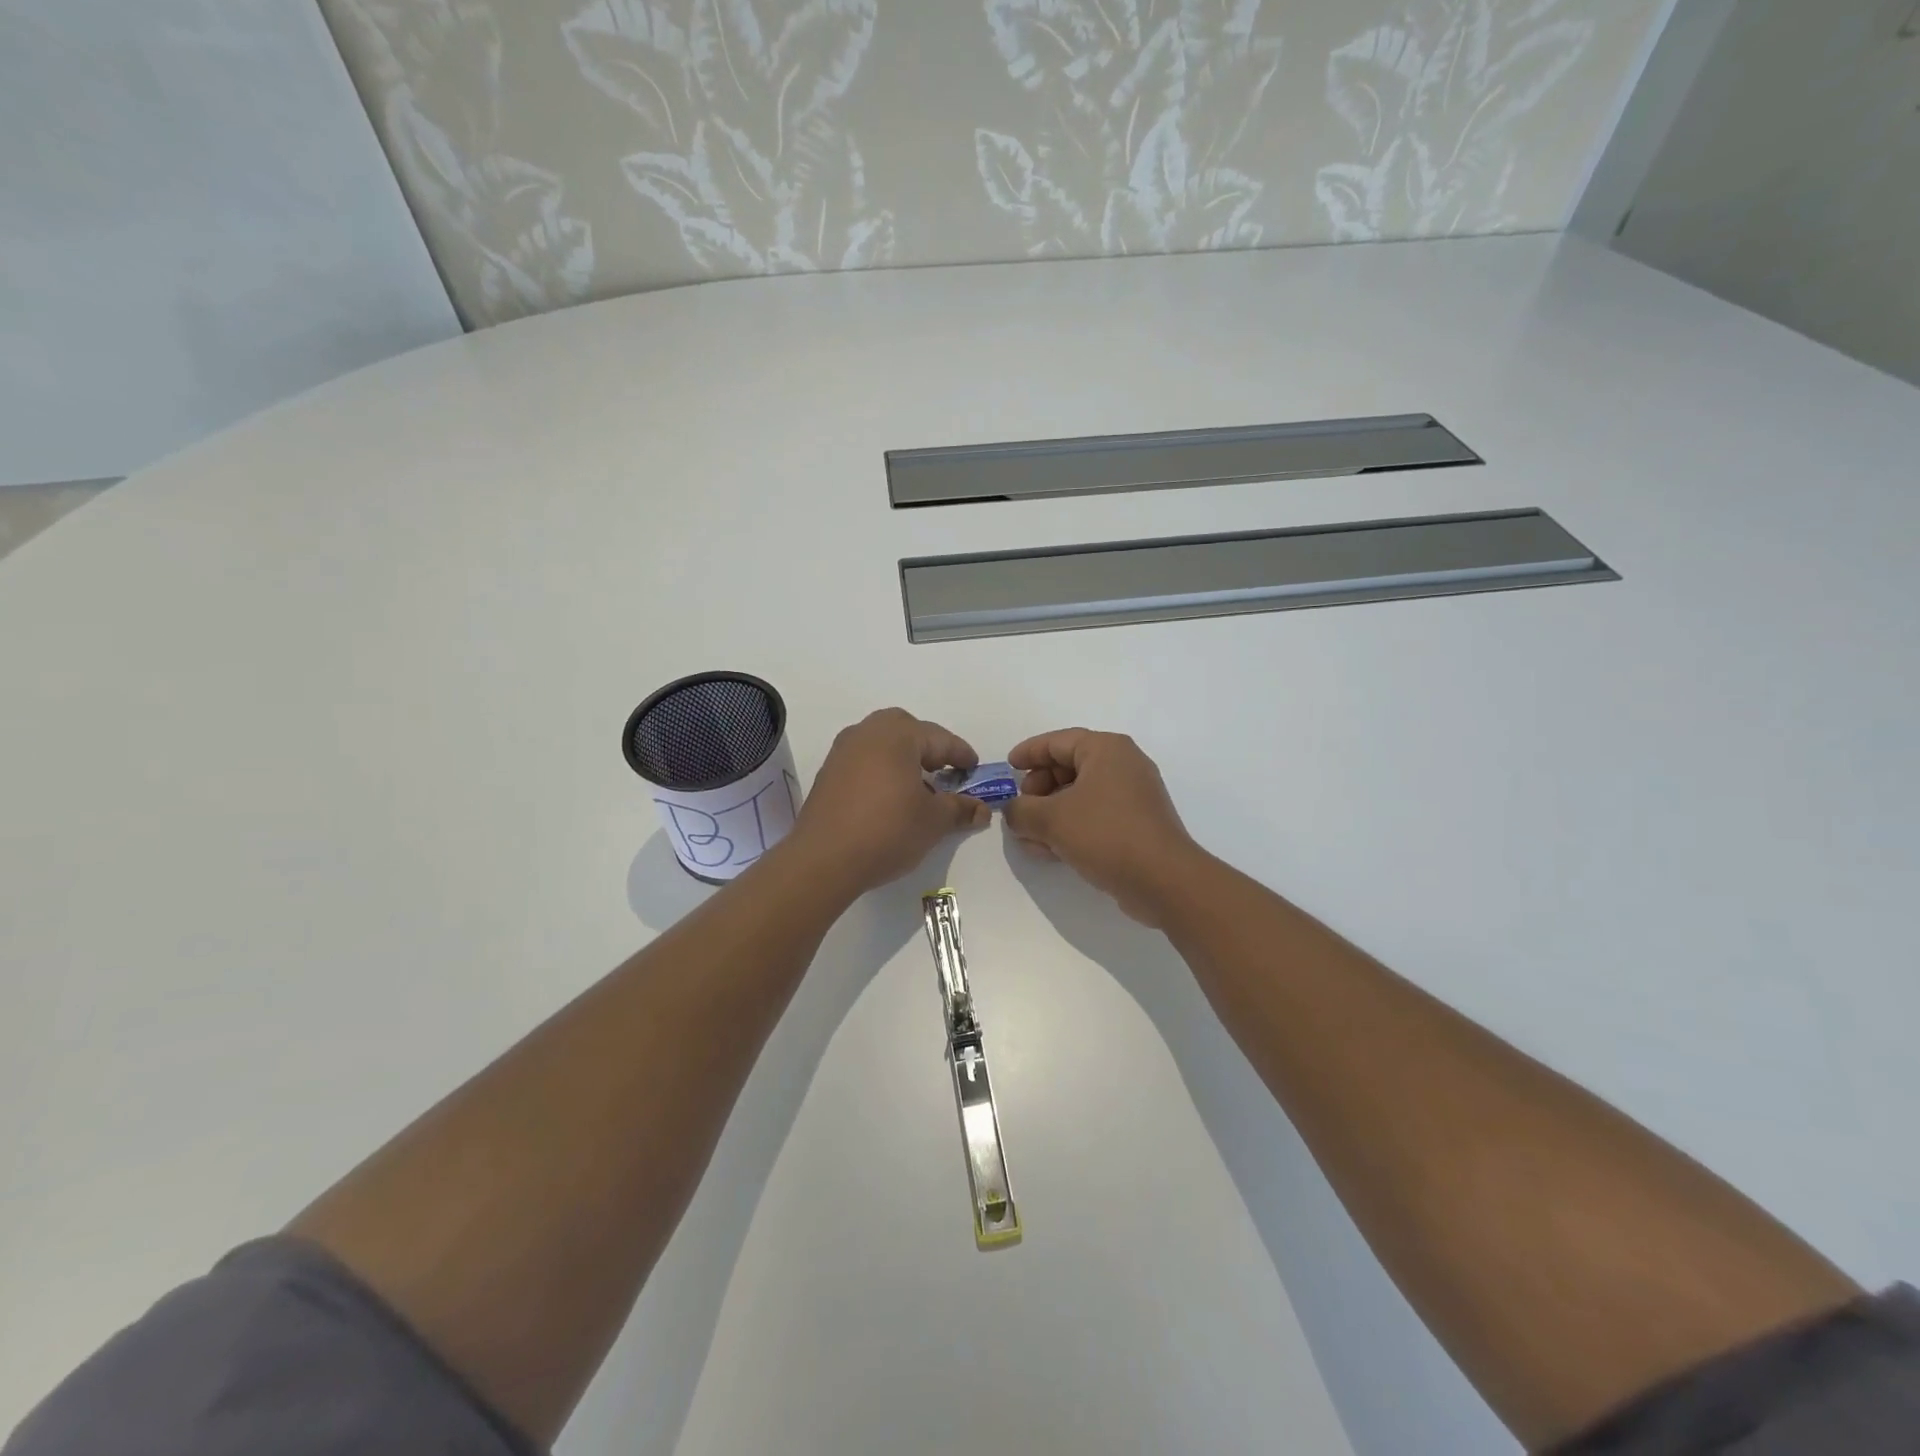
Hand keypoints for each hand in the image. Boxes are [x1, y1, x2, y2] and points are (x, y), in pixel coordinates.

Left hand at [787, 709, 989, 896]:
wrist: (824, 859)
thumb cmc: (887, 830)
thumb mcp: (933, 821)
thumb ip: (959, 809)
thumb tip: (980, 809)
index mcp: (897, 735)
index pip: (939, 738)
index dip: (961, 755)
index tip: (975, 769)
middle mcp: (867, 733)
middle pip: (906, 730)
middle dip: (929, 748)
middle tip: (945, 772)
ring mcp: (842, 751)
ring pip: (882, 744)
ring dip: (904, 759)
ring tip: (920, 788)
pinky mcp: (828, 773)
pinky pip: (864, 760)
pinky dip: (882, 770)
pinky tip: (891, 798)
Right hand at [1003, 729, 1204, 926]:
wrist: (1163, 880)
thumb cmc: (1105, 834)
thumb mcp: (1051, 819)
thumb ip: (1021, 811)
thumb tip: (1013, 812)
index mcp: (1106, 749)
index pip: (1058, 741)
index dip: (1029, 753)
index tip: (1008, 767)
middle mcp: (1123, 765)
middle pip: (1068, 767)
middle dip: (1038, 789)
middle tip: (1020, 809)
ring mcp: (1133, 796)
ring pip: (1079, 796)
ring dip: (1050, 814)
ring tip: (1028, 837)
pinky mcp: (1136, 825)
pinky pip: (1094, 817)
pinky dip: (1070, 827)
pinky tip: (1049, 851)